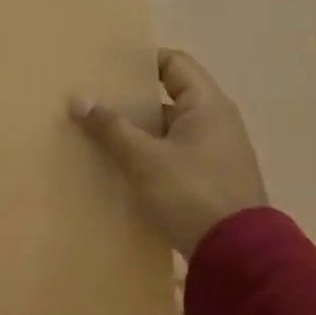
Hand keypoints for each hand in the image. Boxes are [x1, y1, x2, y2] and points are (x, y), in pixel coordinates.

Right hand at [69, 48, 267, 257]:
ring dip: (135, 129)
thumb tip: (78, 98)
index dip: (142, 59)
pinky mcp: (207, 179)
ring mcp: (213, 152)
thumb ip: (111, 127)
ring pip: (167, 129)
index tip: (106, 65)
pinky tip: (117, 163)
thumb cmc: (191, 192)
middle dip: (130, 98)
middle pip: (168, 96)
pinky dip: (146, 153)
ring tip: (95, 130)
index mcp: (208, 105)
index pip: (175, 63)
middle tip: (92, 97)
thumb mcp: (144, 158)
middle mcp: (215, 122)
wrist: (237, 254)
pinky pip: (171, 154)